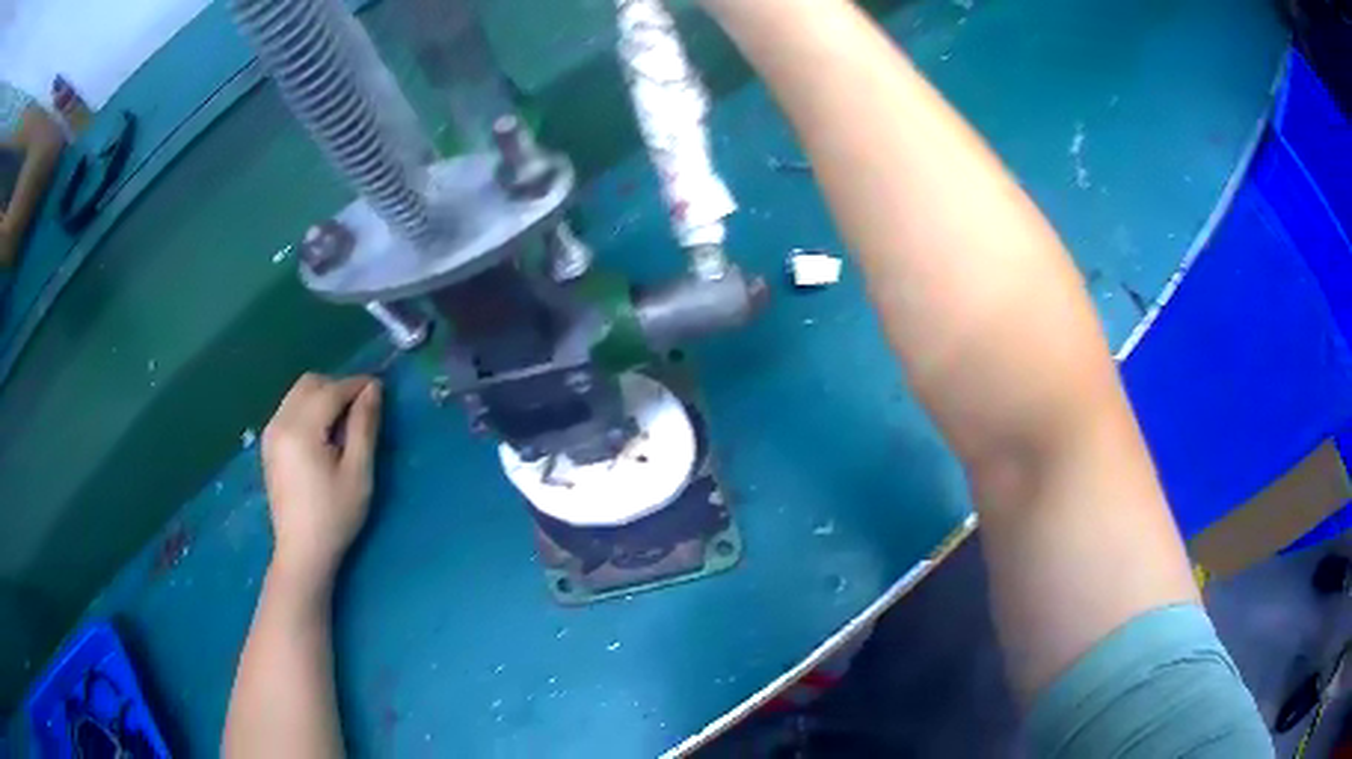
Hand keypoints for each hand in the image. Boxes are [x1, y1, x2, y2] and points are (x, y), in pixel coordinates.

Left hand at [261, 373, 382, 593]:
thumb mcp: (358, 473)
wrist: (302, 551)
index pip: (331, 391)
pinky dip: (309, 408)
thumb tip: (373, 389)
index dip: (357, 385)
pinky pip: (289, 408)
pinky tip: (323, 435)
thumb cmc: (334, 516)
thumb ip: (364, 426)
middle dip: (337, 387)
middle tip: (361, 410)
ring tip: (343, 424)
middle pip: (310, 383)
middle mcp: (279, 422)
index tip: (380, 389)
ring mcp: (270, 433)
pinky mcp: (269, 444)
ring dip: (322, 396)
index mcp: (300, 430)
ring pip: (298, 393)